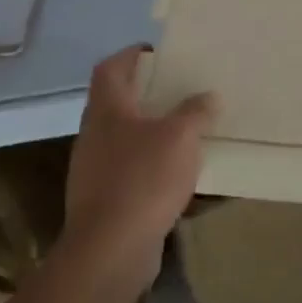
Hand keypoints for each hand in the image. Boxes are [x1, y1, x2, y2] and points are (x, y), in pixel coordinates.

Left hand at [60, 45, 216, 287]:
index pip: (110, 68)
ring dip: (150, 130)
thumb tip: (207, 96)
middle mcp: (94, 135)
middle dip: (145, 93)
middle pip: (116, 102)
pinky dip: (151, 163)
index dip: (130, 55)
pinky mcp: (103, 200)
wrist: (110, 251)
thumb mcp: (181, 136)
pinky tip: (177, 172)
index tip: (157, 51)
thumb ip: (195, 111)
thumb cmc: (143, 179)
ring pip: (123, 137)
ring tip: (185, 128)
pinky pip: (129, 169)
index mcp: (107, 111)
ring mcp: (94, 170)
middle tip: (179, 87)